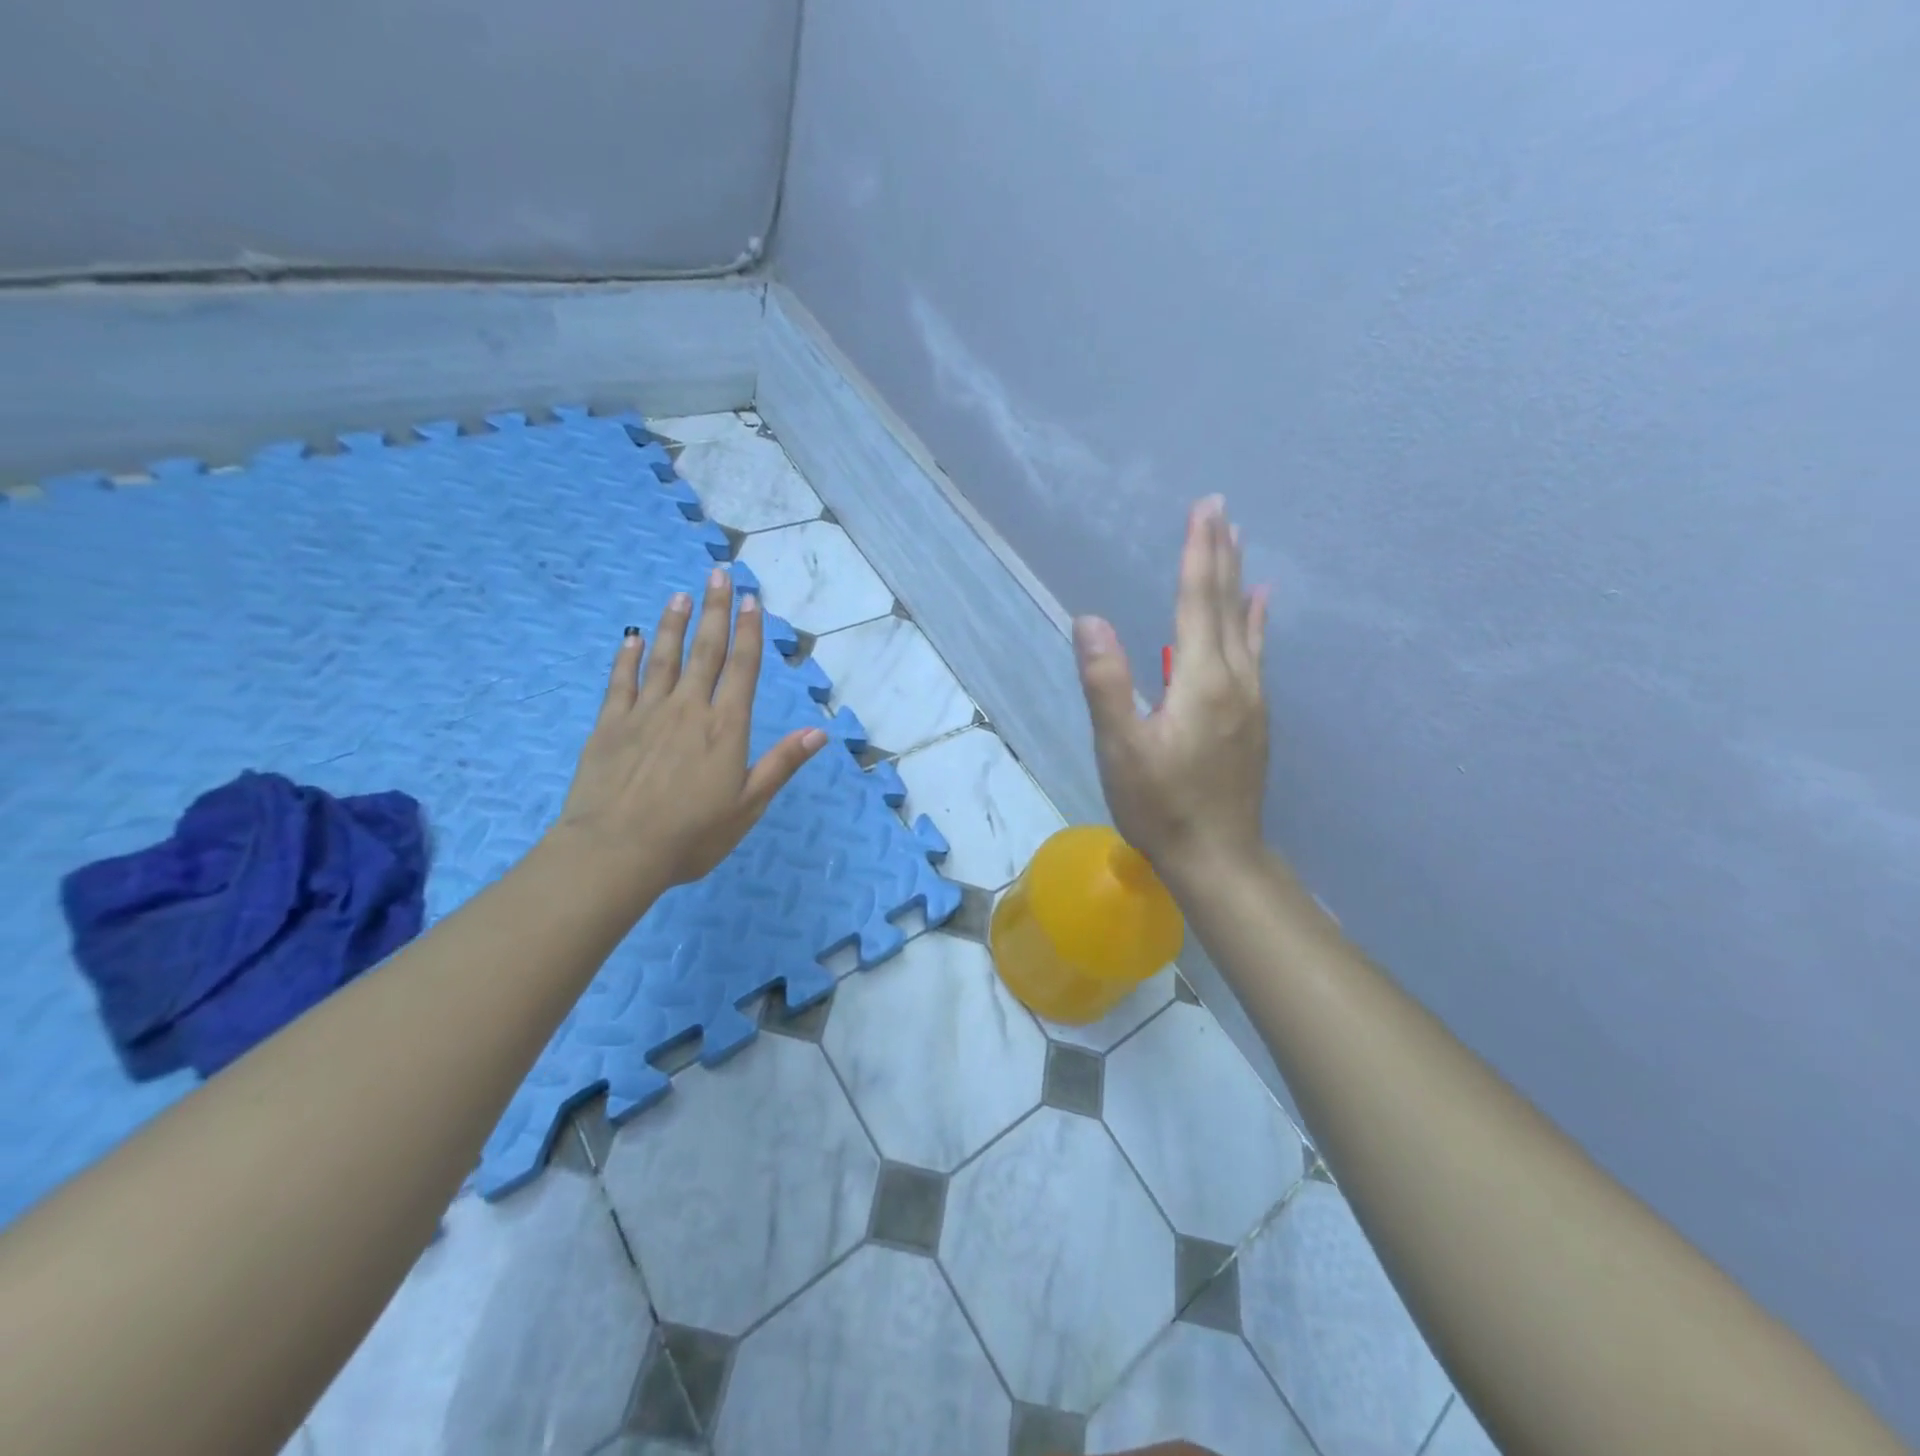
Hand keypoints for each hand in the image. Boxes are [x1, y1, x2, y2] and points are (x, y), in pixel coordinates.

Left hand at [552, 566, 826, 908]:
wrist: (616, 851)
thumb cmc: (691, 835)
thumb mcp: (748, 806)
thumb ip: (781, 764)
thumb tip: (818, 732)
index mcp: (726, 728)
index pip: (742, 669)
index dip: (749, 632)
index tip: (750, 600)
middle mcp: (688, 709)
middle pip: (705, 651)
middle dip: (714, 611)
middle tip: (718, 574)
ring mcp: (645, 713)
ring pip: (663, 658)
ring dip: (673, 624)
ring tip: (679, 595)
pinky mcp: (610, 725)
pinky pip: (620, 681)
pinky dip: (627, 657)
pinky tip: (632, 638)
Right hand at [1074, 495, 1269, 880]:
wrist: (1217, 856)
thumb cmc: (1159, 805)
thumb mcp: (1120, 748)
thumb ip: (1107, 682)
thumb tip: (1089, 620)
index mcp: (1200, 681)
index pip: (1198, 602)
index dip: (1198, 554)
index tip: (1204, 509)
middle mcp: (1234, 680)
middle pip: (1226, 605)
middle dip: (1220, 554)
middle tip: (1220, 509)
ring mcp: (1251, 699)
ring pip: (1245, 626)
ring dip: (1238, 581)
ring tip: (1239, 544)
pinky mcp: (1254, 718)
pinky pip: (1256, 654)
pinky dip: (1257, 622)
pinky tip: (1263, 607)